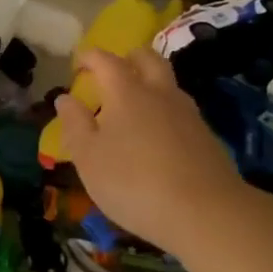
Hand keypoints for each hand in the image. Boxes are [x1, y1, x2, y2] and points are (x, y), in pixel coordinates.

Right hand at [54, 47, 250, 254]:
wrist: (207, 214)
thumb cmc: (134, 182)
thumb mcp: (88, 158)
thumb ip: (74, 124)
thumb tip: (65, 98)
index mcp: (126, 91)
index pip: (105, 59)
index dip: (88, 58)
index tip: (77, 67)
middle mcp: (159, 92)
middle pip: (147, 57)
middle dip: (127, 58)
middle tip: (111, 75)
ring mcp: (188, 113)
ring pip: (168, 82)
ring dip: (150, 83)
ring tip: (134, 106)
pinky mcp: (207, 136)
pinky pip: (180, 110)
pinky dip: (165, 111)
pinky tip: (158, 137)